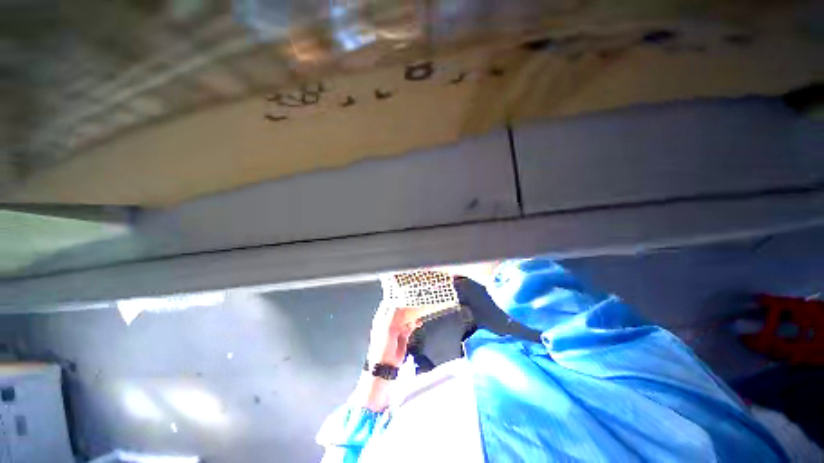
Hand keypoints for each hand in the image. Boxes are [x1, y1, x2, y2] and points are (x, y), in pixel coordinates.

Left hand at [366, 303, 422, 367]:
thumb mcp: (388, 327)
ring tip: (419, 312)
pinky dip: (415, 323)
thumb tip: (402, 303)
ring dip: (413, 315)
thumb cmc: (382, 345)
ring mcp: (397, 328)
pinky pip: (410, 326)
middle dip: (407, 306)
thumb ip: (395, 315)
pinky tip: (419, 323)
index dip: (396, 298)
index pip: (389, 304)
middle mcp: (389, 321)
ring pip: (406, 317)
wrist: (386, 365)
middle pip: (400, 310)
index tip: (405, 293)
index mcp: (382, 318)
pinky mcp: (403, 335)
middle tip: (416, 302)